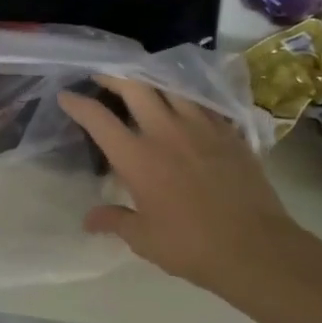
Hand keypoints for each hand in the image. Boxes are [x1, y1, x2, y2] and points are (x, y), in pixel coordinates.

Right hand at [59, 75, 306, 304]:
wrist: (255, 247)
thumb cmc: (190, 246)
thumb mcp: (143, 239)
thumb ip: (114, 221)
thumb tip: (89, 220)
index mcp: (138, 158)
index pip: (99, 119)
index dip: (78, 104)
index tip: (66, 95)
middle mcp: (166, 132)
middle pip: (136, 87)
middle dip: (114, 76)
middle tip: (102, 75)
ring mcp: (202, 128)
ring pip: (172, 87)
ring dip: (151, 81)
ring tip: (143, 83)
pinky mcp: (230, 133)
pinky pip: (203, 103)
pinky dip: (186, 98)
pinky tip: (185, 104)